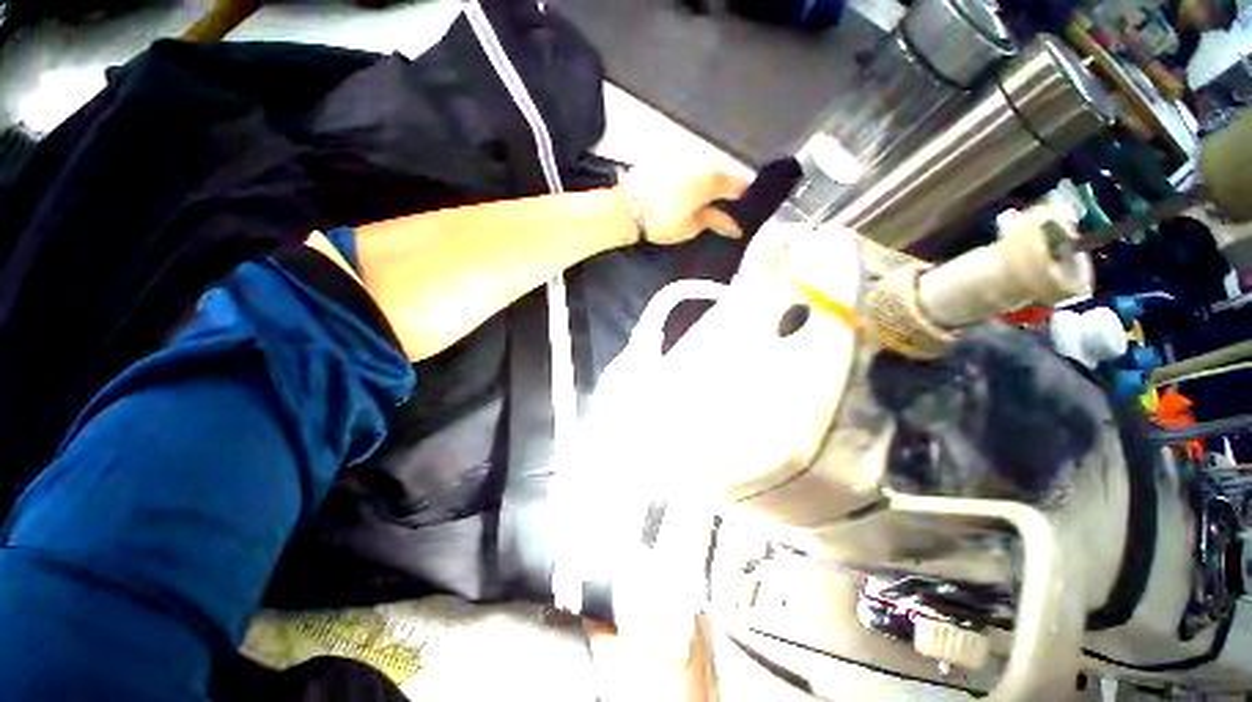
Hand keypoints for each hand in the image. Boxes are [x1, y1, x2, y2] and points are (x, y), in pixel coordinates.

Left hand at [621, 160, 749, 245]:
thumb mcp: (692, 226)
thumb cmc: (659, 220)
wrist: (626, 208)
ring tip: (708, 201)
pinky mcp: (670, 155)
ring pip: (710, 166)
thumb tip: (733, 226)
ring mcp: (686, 155)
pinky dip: (697, 176)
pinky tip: (691, 190)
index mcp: (713, 177)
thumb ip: (716, 221)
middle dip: (729, 190)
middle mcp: (702, 160)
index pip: (741, 185)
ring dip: (713, 181)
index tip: (745, 212)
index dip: (745, 200)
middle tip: (729, 208)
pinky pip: (693, 163)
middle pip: (726, 172)